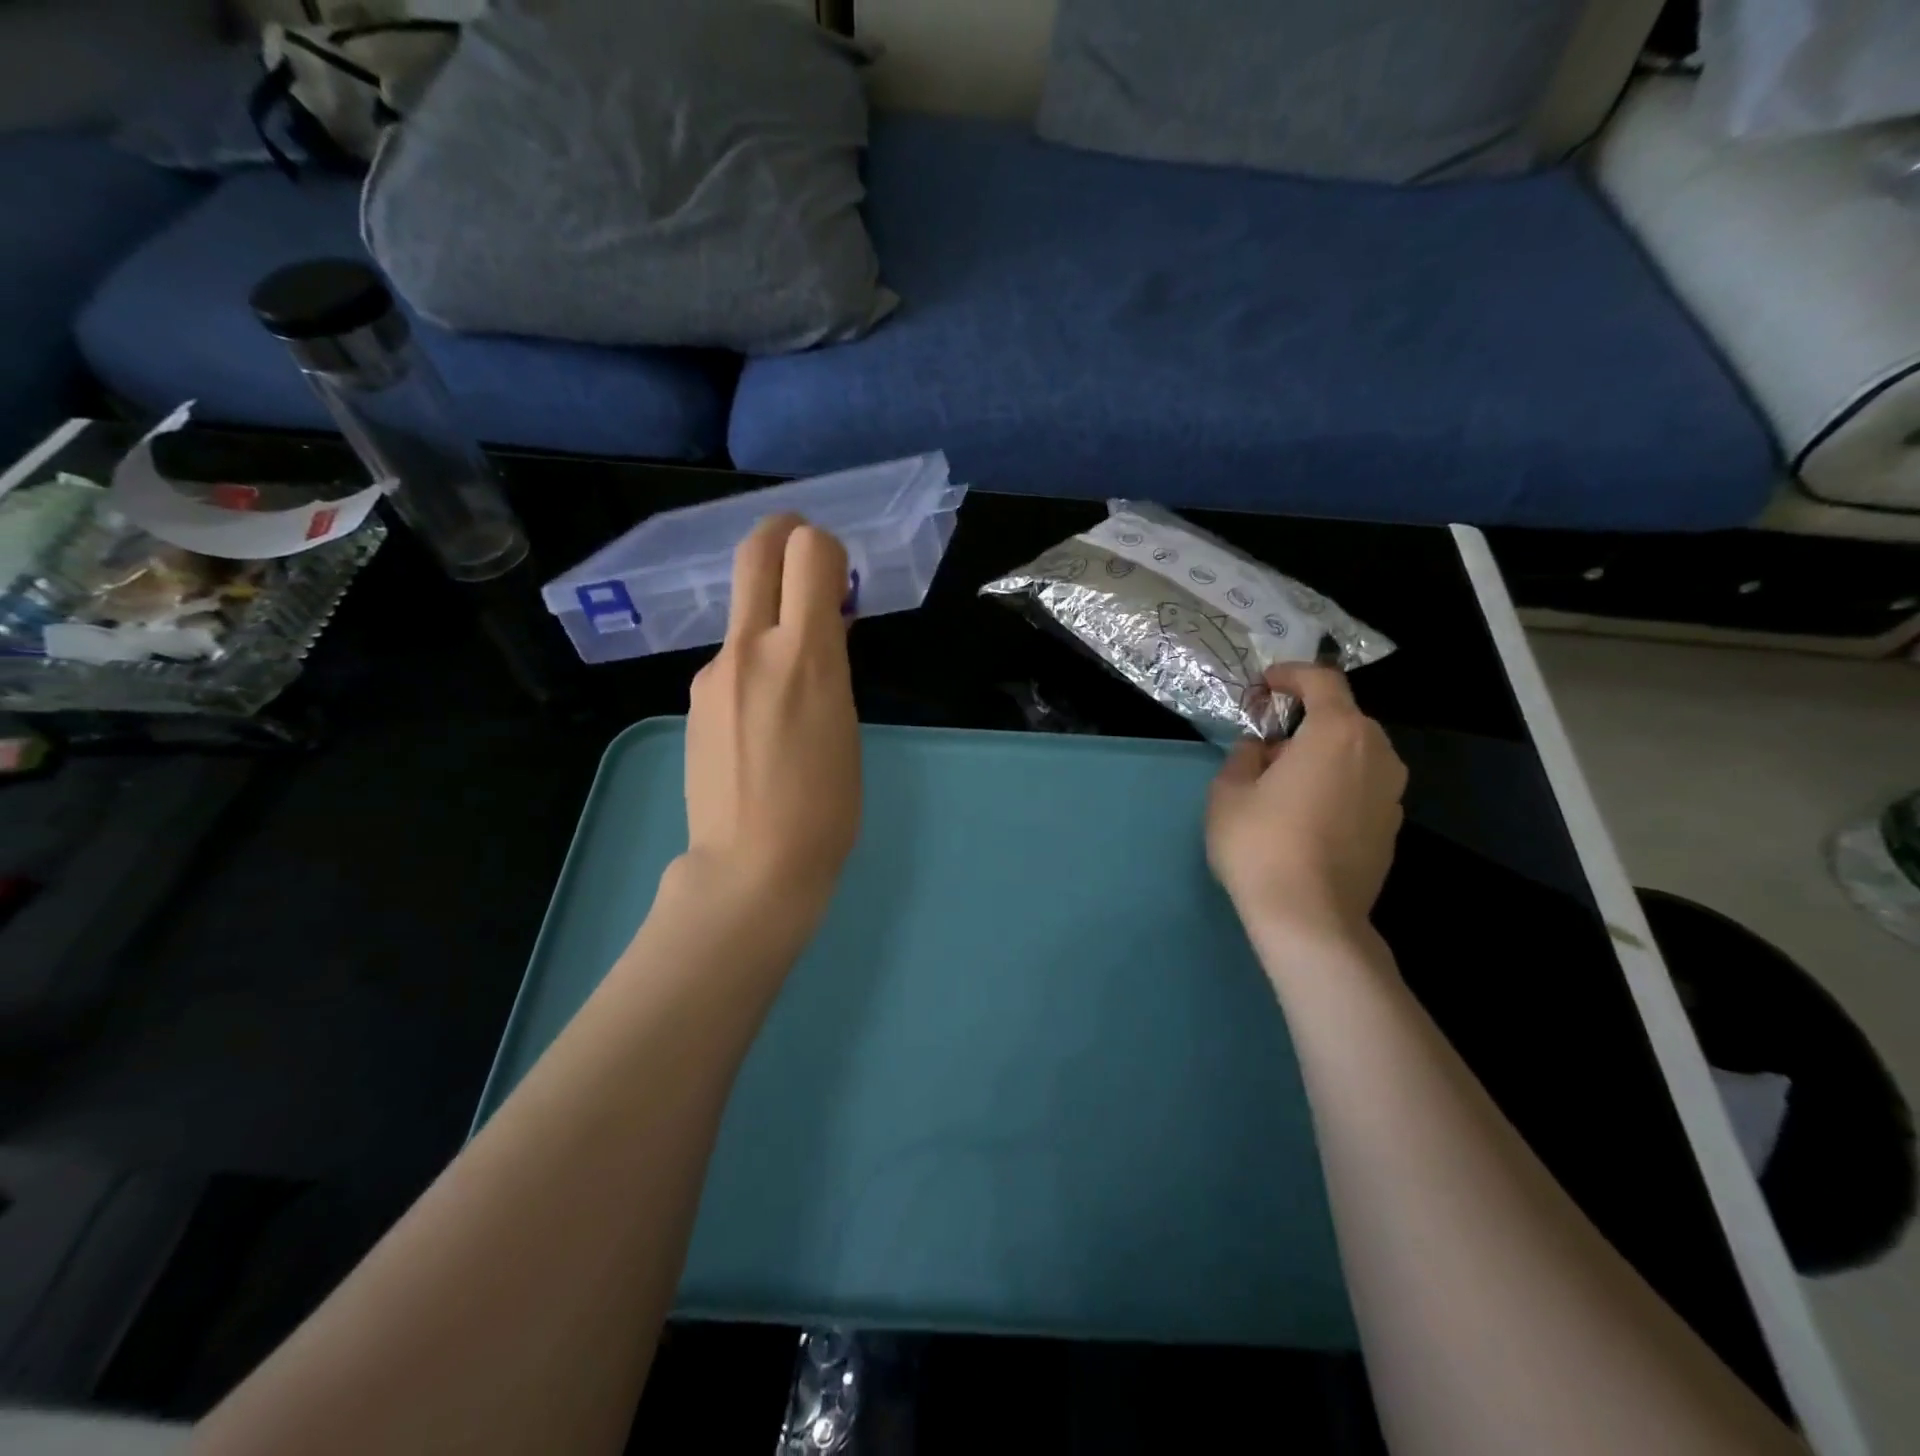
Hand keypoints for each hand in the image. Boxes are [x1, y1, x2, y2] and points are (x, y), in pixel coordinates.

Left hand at [681, 514, 860, 917]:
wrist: (751, 867)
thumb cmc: (825, 808)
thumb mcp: (846, 724)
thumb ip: (832, 663)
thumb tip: (824, 626)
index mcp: (805, 656)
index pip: (808, 551)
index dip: (826, 547)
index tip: (839, 576)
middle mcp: (751, 649)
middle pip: (756, 553)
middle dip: (782, 533)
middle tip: (803, 546)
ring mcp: (713, 673)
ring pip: (743, 614)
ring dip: (770, 616)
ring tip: (794, 678)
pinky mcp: (693, 700)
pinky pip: (730, 661)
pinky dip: (753, 663)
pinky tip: (763, 718)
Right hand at [1206, 664, 1406, 952]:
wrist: (1311, 918)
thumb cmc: (1261, 843)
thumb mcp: (1228, 792)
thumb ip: (1243, 757)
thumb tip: (1260, 751)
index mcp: (1337, 733)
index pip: (1322, 681)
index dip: (1291, 675)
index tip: (1264, 685)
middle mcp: (1377, 754)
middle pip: (1343, 718)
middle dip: (1305, 720)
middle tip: (1267, 742)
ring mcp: (1392, 794)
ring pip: (1356, 754)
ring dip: (1322, 754)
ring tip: (1285, 781)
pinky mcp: (1392, 828)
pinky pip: (1363, 787)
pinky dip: (1337, 785)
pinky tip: (1307, 814)